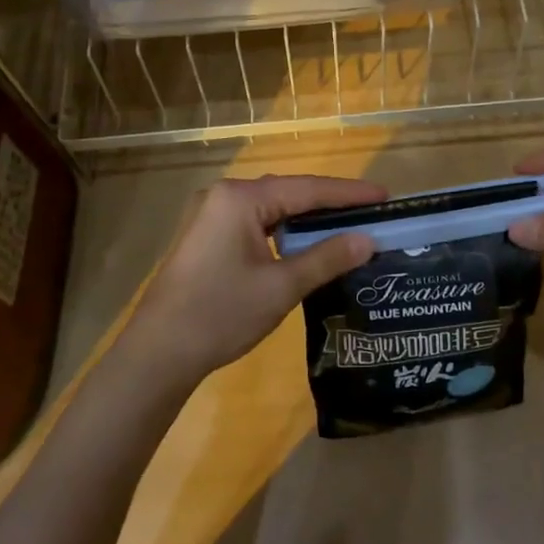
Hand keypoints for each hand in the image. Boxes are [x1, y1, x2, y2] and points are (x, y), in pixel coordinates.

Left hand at [120, 175, 383, 388]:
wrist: (157, 354)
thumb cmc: (220, 314)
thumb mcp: (281, 287)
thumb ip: (326, 258)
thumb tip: (367, 240)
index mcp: (240, 198)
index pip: (307, 189)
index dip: (349, 194)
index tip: (386, 196)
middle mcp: (224, 196)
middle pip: (289, 193)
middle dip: (330, 204)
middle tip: (372, 211)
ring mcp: (212, 215)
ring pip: (273, 209)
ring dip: (308, 219)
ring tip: (348, 225)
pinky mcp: (208, 237)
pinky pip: (257, 223)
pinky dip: (285, 231)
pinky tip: (307, 244)